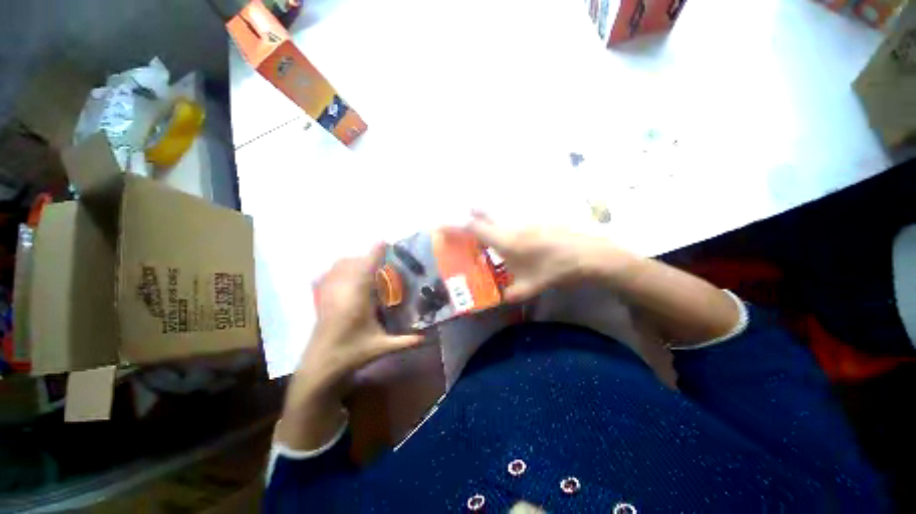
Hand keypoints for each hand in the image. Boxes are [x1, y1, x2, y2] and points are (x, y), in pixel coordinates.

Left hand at [299, 244, 423, 393]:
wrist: (320, 366)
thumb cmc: (351, 354)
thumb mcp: (380, 347)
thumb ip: (404, 341)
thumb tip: (425, 337)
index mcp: (357, 300)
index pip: (367, 269)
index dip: (375, 253)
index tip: (384, 241)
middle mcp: (342, 292)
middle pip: (351, 263)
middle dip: (366, 257)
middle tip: (382, 261)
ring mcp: (328, 294)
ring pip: (338, 267)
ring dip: (353, 261)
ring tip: (367, 268)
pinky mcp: (321, 299)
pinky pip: (328, 275)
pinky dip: (339, 269)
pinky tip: (348, 277)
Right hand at [466, 212, 635, 302]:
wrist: (588, 254)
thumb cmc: (554, 271)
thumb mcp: (527, 288)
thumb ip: (506, 295)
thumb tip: (494, 302)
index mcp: (504, 240)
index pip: (472, 227)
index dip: (454, 225)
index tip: (440, 224)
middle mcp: (510, 223)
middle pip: (483, 210)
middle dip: (470, 214)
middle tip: (466, 224)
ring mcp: (525, 216)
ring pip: (499, 207)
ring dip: (487, 212)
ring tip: (485, 223)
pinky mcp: (538, 214)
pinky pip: (515, 209)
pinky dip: (505, 212)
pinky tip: (513, 225)